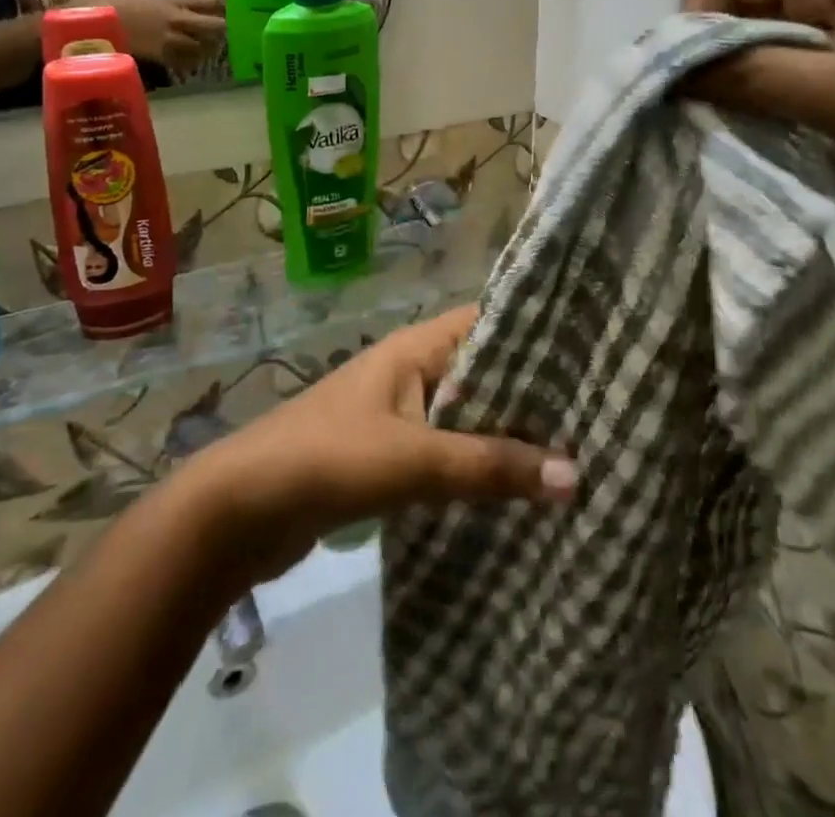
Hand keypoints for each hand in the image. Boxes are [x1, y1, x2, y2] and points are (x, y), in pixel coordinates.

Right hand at [102, 0, 225, 74]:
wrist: (94, 22)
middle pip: (216, 25)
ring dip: (210, 48)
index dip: (224, 7)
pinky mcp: (162, 56)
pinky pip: (187, 62)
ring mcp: (171, 38)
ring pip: (204, 46)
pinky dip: (193, 62)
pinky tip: (191, 61)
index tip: (228, 12)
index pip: (212, 1)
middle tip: (221, 34)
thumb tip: (193, 7)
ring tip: (208, 49)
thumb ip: (174, 2)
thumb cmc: (117, 5)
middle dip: (222, 30)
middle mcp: (177, 17)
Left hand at [171, 306, 576, 588]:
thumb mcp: (412, 460)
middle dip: (529, 392)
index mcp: (414, 349)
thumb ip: (488, 466)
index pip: (486, 323)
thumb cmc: (327, 460)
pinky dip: (476, 466)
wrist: (239, 512)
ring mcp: (397, 415)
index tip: (587, 351)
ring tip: (571, 453)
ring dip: (504, 435)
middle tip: (595, 411)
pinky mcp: (386, 457)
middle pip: (481, 372)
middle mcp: (409, 372)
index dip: (533, 332)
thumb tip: (573, 474)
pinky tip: (514, 491)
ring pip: (464, 415)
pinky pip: (444, 452)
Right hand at [681, 0, 834, 226]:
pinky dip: (782, 97)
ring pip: (773, 39)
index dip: (694, 20)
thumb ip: (749, 76)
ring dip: (749, 81)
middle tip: (709, 115)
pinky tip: (784, 136)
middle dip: (718, 56)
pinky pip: (806, 66)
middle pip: (747, 2)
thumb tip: (671, 72)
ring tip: (744, 131)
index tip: (686, 84)